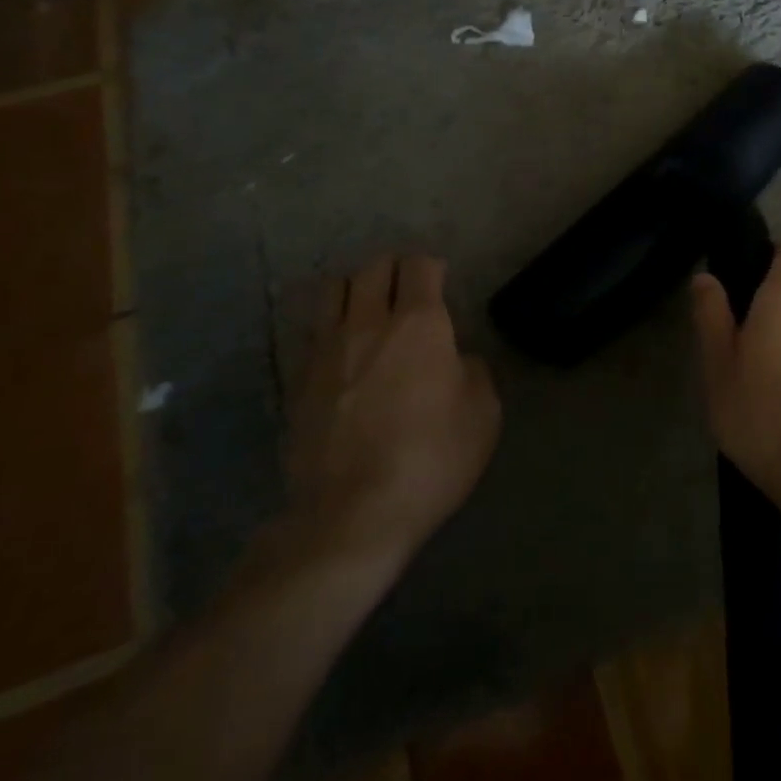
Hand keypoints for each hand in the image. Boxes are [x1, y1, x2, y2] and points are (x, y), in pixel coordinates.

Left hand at [283, 255, 500, 577]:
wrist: (352, 514)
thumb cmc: (430, 459)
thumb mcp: (483, 414)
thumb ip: (473, 372)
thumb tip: (455, 360)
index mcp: (418, 324)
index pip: (420, 266)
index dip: (433, 267)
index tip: (441, 282)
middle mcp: (368, 323)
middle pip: (373, 268)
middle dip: (394, 270)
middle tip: (407, 292)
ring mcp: (327, 350)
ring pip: (333, 290)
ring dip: (354, 290)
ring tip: (367, 311)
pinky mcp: (298, 381)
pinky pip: (313, 333)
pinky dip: (330, 328)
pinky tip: (343, 353)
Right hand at [690, 241, 780, 494]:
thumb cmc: (759, 407)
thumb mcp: (718, 362)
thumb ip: (711, 314)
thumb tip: (706, 279)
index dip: (776, 256)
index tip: (749, 279)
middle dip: (768, 310)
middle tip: (733, 344)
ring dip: (780, 342)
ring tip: (749, 380)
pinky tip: (772, 404)